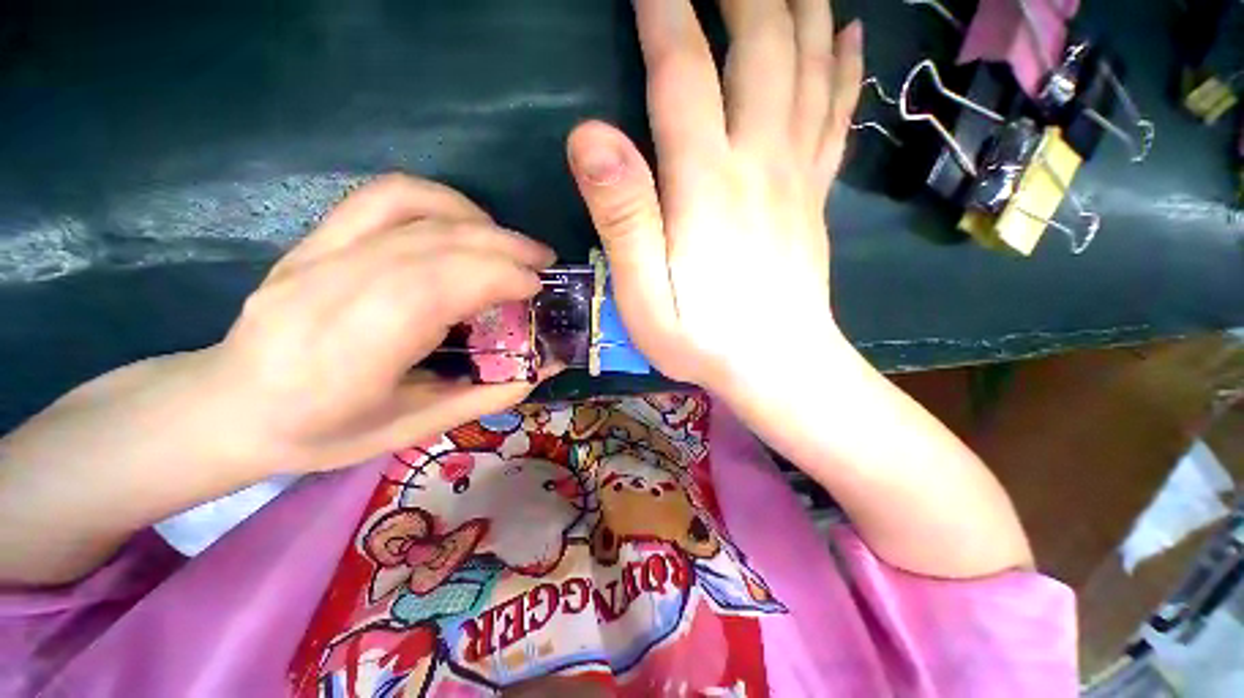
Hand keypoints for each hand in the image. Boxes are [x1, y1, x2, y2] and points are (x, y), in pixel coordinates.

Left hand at [203, 174, 558, 474]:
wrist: (228, 406)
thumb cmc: (323, 432)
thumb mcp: (414, 429)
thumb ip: (487, 394)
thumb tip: (545, 365)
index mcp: (351, 352)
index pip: (433, 288)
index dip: (496, 277)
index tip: (536, 287)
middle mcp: (330, 290)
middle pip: (431, 243)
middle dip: (502, 246)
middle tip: (543, 263)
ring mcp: (317, 255)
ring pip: (410, 209)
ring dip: (477, 220)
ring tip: (511, 244)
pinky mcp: (316, 238)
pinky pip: (382, 197)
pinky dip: (438, 199)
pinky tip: (466, 222)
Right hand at [566, 0, 862, 397]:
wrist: (778, 368)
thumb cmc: (704, 341)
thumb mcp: (644, 296)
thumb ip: (623, 219)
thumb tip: (589, 136)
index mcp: (706, 186)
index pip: (682, 71)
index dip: (664, 10)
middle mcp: (759, 162)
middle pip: (760, 45)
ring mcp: (796, 175)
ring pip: (808, 64)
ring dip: (797, 4)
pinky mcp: (815, 194)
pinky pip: (837, 111)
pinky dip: (843, 63)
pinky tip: (847, 31)